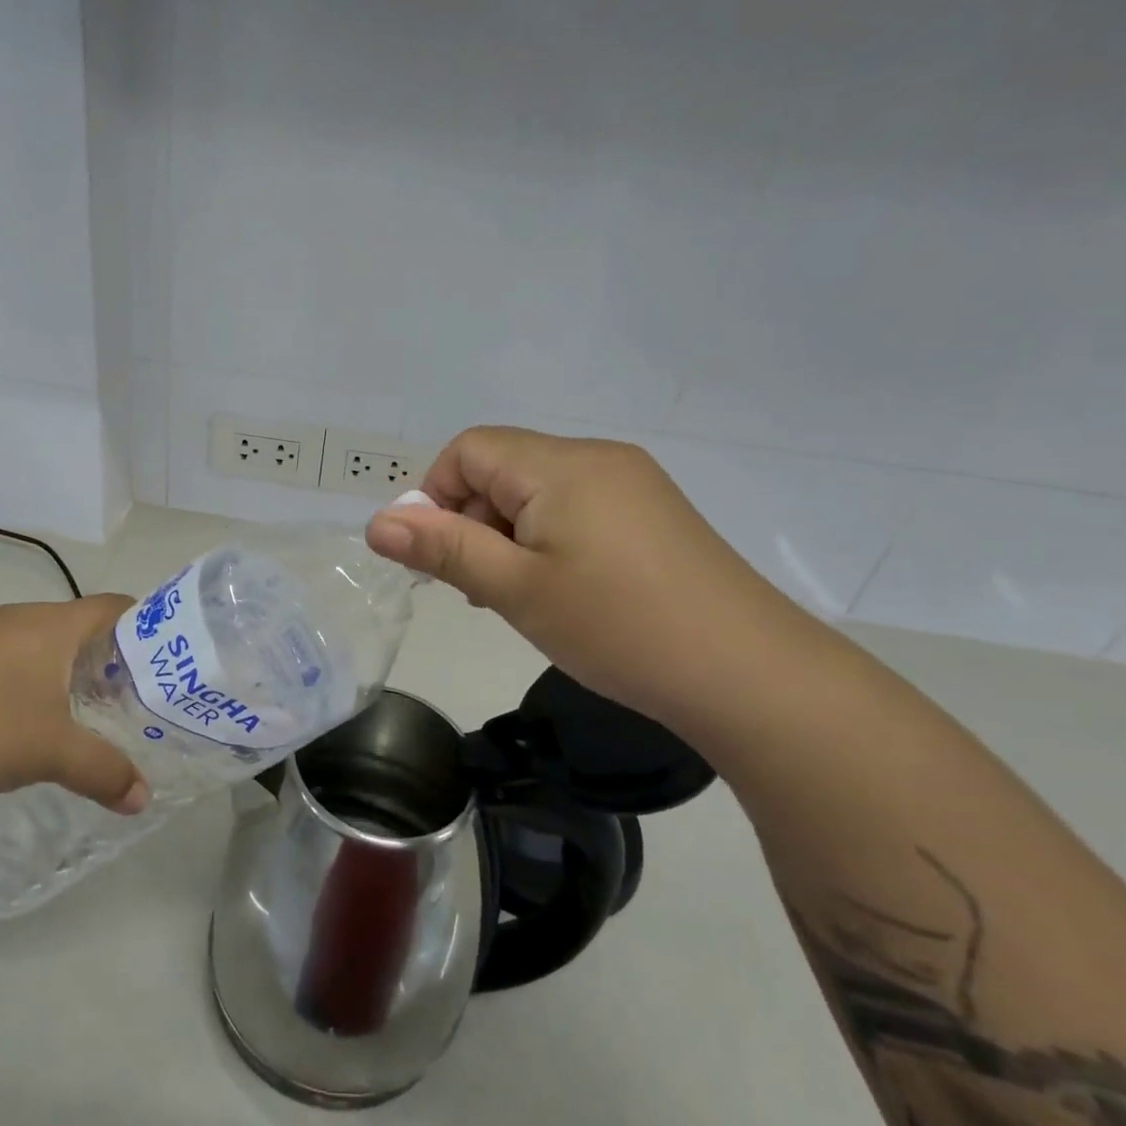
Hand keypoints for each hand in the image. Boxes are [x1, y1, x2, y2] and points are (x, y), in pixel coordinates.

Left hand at [0, 595, 149, 814]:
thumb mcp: (51, 752)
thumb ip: (104, 771)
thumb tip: (143, 799)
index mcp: (53, 624)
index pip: (117, 606)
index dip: (150, 627)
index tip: (169, 663)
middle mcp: (21, 619)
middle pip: (85, 627)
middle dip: (115, 660)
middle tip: (139, 699)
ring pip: (48, 647)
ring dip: (74, 675)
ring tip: (93, 716)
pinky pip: (16, 663)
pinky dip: (38, 685)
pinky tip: (34, 725)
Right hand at [365, 427, 819, 731]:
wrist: (749, 675)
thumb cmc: (618, 627)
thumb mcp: (515, 590)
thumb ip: (442, 549)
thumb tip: (376, 522)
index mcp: (560, 465)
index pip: (468, 449)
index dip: (437, 496)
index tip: (442, 559)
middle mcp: (595, 458)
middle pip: (502, 467)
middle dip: (472, 520)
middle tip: (481, 588)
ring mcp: (631, 483)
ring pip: (537, 490)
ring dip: (508, 533)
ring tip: (521, 597)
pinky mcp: (652, 512)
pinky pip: (576, 507)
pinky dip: (548, 539)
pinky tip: (564, 591)